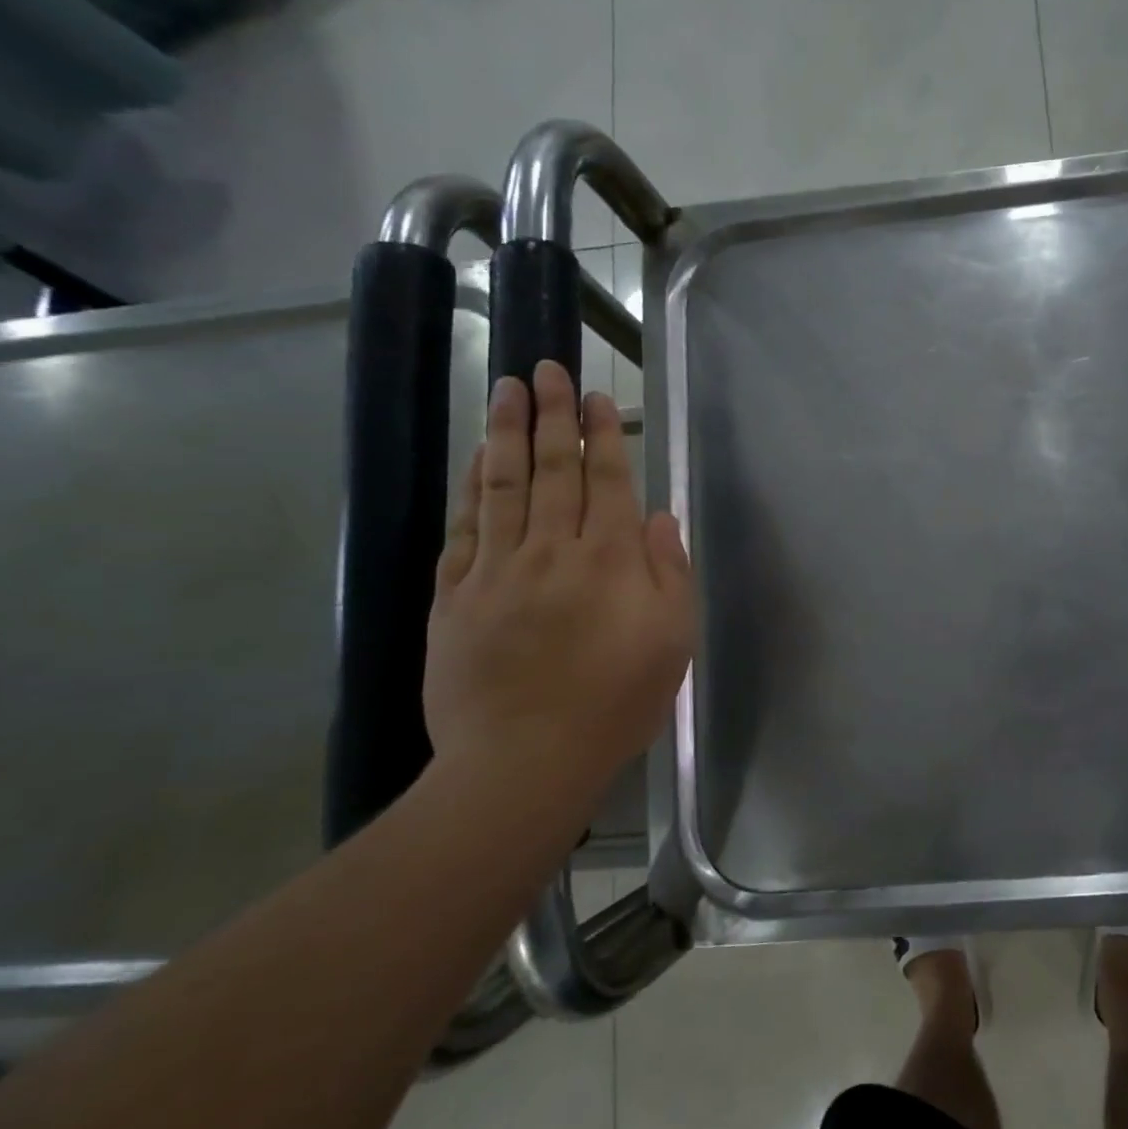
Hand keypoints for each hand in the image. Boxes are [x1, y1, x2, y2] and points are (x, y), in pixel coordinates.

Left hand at [423, 362, 695, 804]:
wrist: (524, 760)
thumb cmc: (616, 702)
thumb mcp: (673, 640)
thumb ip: (671, 574)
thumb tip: (661, 519)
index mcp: (611, 561)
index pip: (608, 481)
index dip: (604, 435)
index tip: (598, 397)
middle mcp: (553, 550)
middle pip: (554, 469)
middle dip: (555, 415)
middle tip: (549, 368)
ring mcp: (497, 569)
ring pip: (504, 485)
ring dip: (507, 432)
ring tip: (509, 390)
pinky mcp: (454, 595)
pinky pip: (463, 526)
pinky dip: (470, 486)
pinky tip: (477, 458)